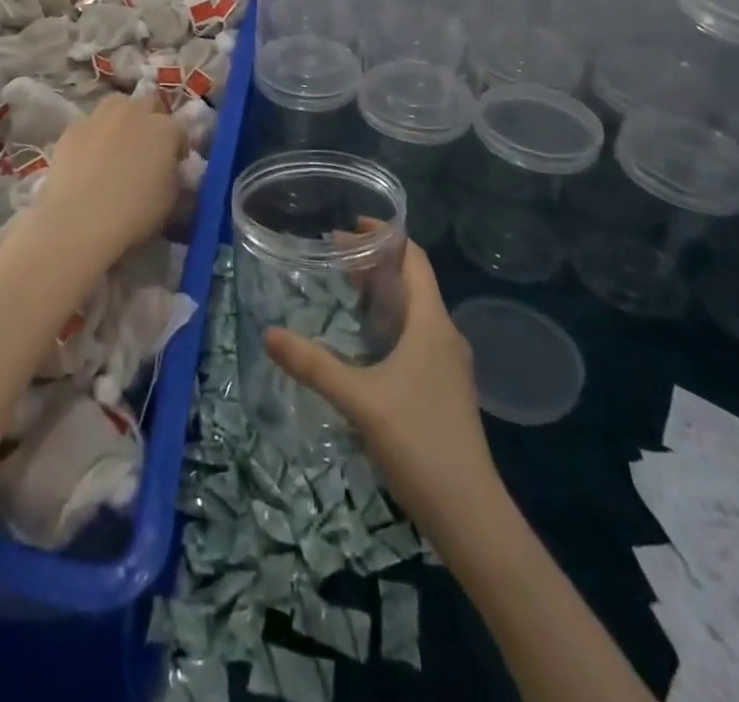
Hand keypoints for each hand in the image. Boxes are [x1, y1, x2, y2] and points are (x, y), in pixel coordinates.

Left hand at [29, 93, 184, 267]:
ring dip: (121, 118)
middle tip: (146, 149)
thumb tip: (170, 170)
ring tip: (116, 145)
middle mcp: (134, 112)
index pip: (180, 131)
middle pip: (148, 105)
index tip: (174, 166)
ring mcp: (100, 116)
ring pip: (116, 105)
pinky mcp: (72, 128)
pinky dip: (93, 135)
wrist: (80, 221)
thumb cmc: (135, 213)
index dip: (178, 148)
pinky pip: (89, 124)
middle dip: (151, 121)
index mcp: (165, 129)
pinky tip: (88, 158)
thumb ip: (175, 175)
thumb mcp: (172, 199)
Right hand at [265, 241, 499, 537]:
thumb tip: (268, 333)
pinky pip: (415, 336)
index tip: (352, 224)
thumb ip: (313, 364)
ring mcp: (447, 364)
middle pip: (412, 282)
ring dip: (382, 294)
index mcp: (432, 323)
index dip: (388, 236)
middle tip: (333, 256)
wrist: (470, 514)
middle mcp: (444, 335)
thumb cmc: (418, 441)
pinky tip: (363, 341)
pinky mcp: (443, 388)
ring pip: (414, 311)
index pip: (415, 259)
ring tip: (343, 290)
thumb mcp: (359, 399)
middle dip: (375, 263)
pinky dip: (388, 322)